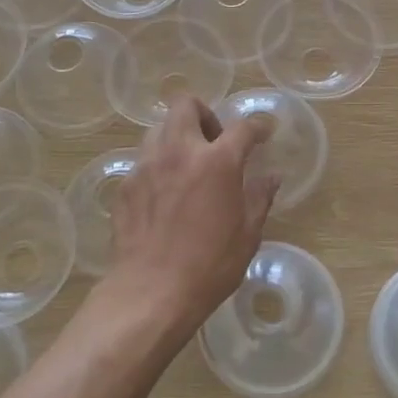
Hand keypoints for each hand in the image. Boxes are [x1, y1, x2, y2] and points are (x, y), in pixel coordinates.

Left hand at [107, 96, 279, 336]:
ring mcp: (147, 165)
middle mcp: (179, 151)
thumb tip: (272, 176)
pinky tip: (165, 193)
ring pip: (159, 128)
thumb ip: (259, 197)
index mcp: (217, 161)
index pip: (242, 128)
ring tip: (187, 164)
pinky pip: (143, 160)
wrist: (151, 292)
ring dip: (177, 136)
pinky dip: (158, 165)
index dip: (257, 127)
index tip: (262, 134)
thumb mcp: (247, 234)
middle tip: (214, 140)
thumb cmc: (209, 266)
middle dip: (204, 114)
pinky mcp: (125, 185)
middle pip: (187, 105)